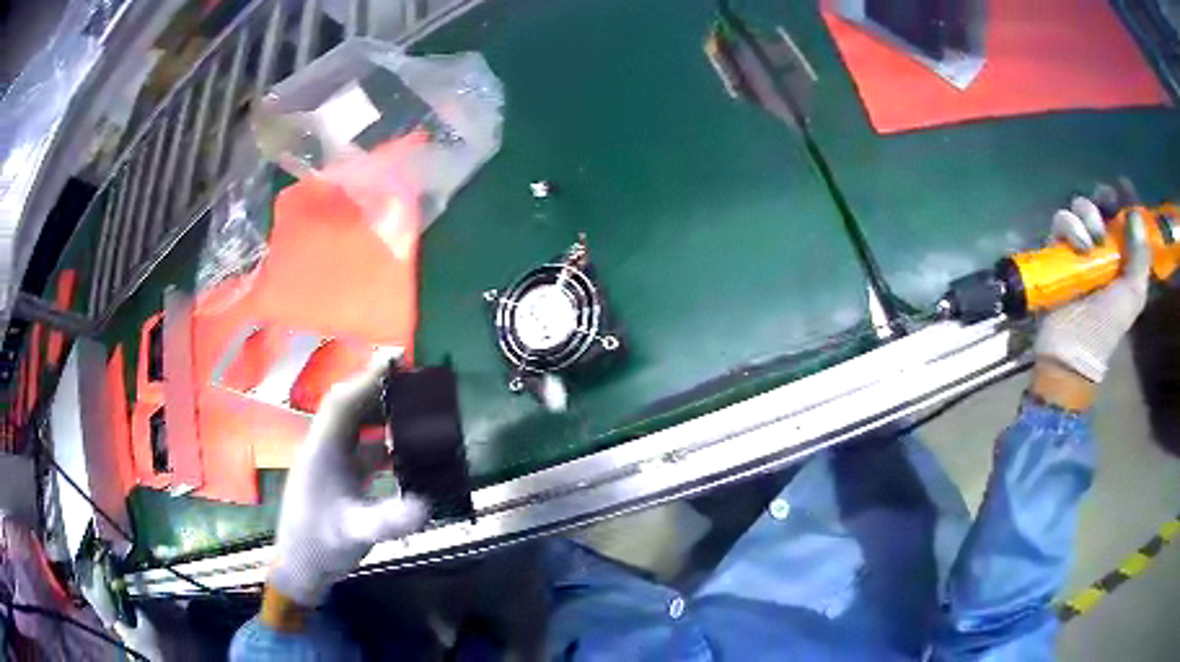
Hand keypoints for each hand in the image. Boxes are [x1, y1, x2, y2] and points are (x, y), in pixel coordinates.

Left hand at [269, 352, 427, 607]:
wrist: (302, 567)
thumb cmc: (320, 545)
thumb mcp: (355, 533)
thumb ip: (389, 519)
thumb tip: (427, 503)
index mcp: (322, 450)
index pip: (343, 403)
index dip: (367, 378)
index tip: (396, 359)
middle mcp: (325, 448)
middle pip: (351, 408)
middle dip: (380, 390)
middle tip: (414, 381)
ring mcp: (332, 463)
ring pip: (358, 428)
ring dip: (383, 416)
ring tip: (415, 410)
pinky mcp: (340, 477)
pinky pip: (365, 449)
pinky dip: (386, 444)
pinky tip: (406, 453)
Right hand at [1032, 196, 1150, 405]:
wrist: (1074, 349)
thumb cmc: (1107, 325)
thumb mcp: (1133, 296)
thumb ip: (1140, 258)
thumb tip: (1136, 215)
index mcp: (1120, 255)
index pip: (1122, 216)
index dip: (1124, 199)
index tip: (1124, 186)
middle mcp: (1100, 245)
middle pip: (1100, 203)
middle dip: (1104, 199)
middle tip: (1107, 206)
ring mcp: (1077, 246)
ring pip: (1080, 206)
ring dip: (1088, 215)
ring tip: (1093, 241)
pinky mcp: (1057, 249)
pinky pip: (1061, 221)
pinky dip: (1071, 227)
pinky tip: (1079, 247)